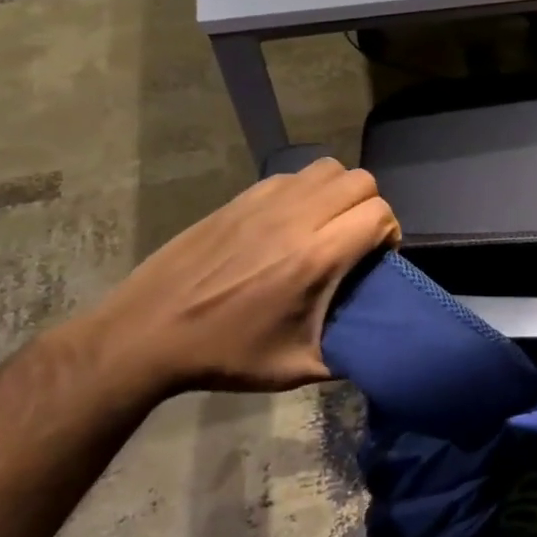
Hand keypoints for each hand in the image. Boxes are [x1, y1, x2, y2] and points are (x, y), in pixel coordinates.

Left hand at [63, 159, 399, 394]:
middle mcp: (297, 218)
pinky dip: (306, 191)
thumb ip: (349, 353)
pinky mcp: (240, 197)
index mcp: (315, 257)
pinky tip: (290, 222)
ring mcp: (265, 201)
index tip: (377, 258)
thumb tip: (378, 345)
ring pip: (328, 168)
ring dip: (340, 192)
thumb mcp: (296, 368)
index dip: (389, 233)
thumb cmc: (225, 354)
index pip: (379, 213)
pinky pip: (293, 175)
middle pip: (361, 181)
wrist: (147, 334)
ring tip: (327, 224)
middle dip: (370, 207)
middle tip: (356, 240)